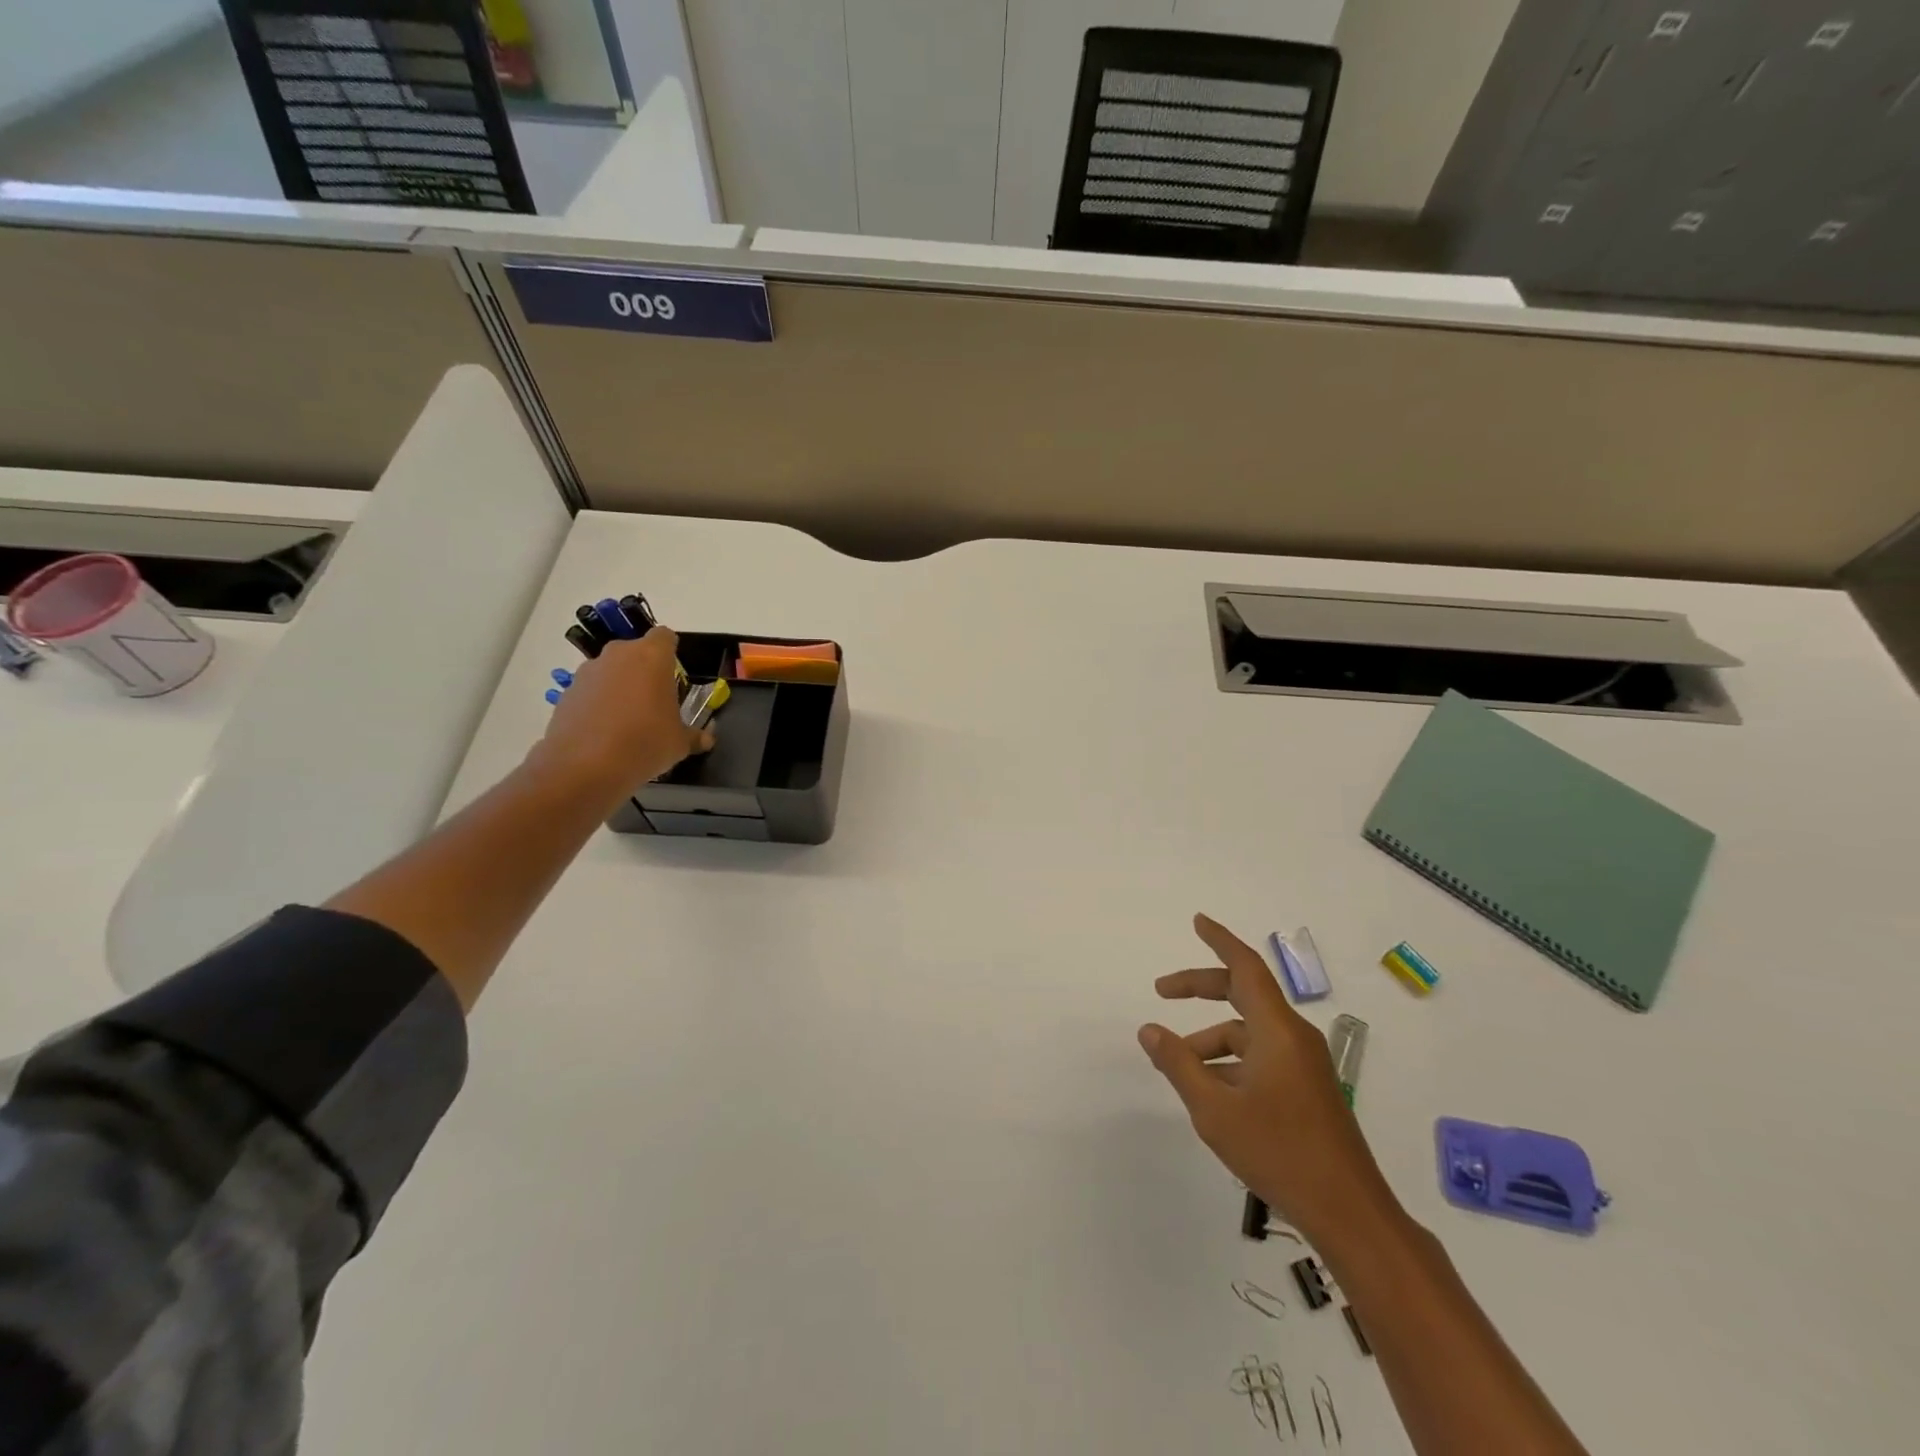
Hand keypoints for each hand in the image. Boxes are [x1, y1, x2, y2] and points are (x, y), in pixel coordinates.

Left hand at [534, 628, 712, 798]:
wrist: (584, 767)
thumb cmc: (645, 743)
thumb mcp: (680, 743)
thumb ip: (695, 735)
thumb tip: (706, 740)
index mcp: (652, 657)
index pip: (665, 636)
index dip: (671, 653)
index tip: (675, 676)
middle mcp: (618, 655)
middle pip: (636, 653)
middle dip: (645, 671)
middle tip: (655, 702)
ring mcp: (588, 672)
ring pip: (611, 671)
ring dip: (620, 687)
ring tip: (627, 721)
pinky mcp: (567, 692)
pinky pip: (591, 691)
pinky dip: (598, 704)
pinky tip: (604, 732)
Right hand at [1139, 914, 1396, 1241]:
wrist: (1349, 1214)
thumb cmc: (1278, 1152)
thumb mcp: (1214, 1108)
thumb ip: (1178, 1063)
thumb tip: (1149, 1030)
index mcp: (1277, 1030)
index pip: (1246, 967)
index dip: (1220, 940)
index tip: (1197, 921)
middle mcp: (1294, 1037)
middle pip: (1244, 994)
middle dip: (1201, 988)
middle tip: (1162, 991)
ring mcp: (1305, 1065)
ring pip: (1250, 1033)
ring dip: (1212, 1038)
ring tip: (1178, 1064)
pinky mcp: (1309, 1090)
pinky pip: (1263, 1057)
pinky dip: (1232, 1062)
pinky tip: (1211, 1092)